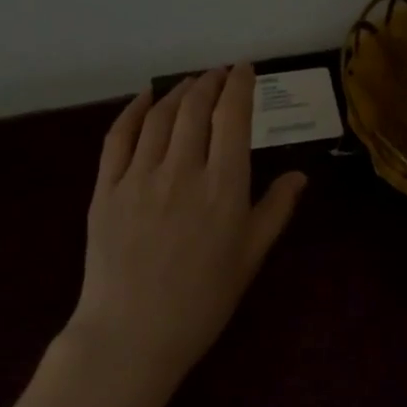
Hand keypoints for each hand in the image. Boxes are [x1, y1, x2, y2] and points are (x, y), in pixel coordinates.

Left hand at [70, 64, 307, 388]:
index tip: (244, 69)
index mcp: (223, 188)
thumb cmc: (201, 303)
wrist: (131, 336)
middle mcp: (182, 171)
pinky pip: (118, 136)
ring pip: (160, 116)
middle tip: (218, 74)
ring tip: (190, 83)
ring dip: (178, 91)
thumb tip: (299, 175)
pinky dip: (133, 110)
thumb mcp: (249, 259)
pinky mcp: (106, 188)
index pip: (233, 118)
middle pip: (196, 108)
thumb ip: (275, 211)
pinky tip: (144, 98)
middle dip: (210, 82)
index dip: (239, 86)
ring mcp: (139, 177)